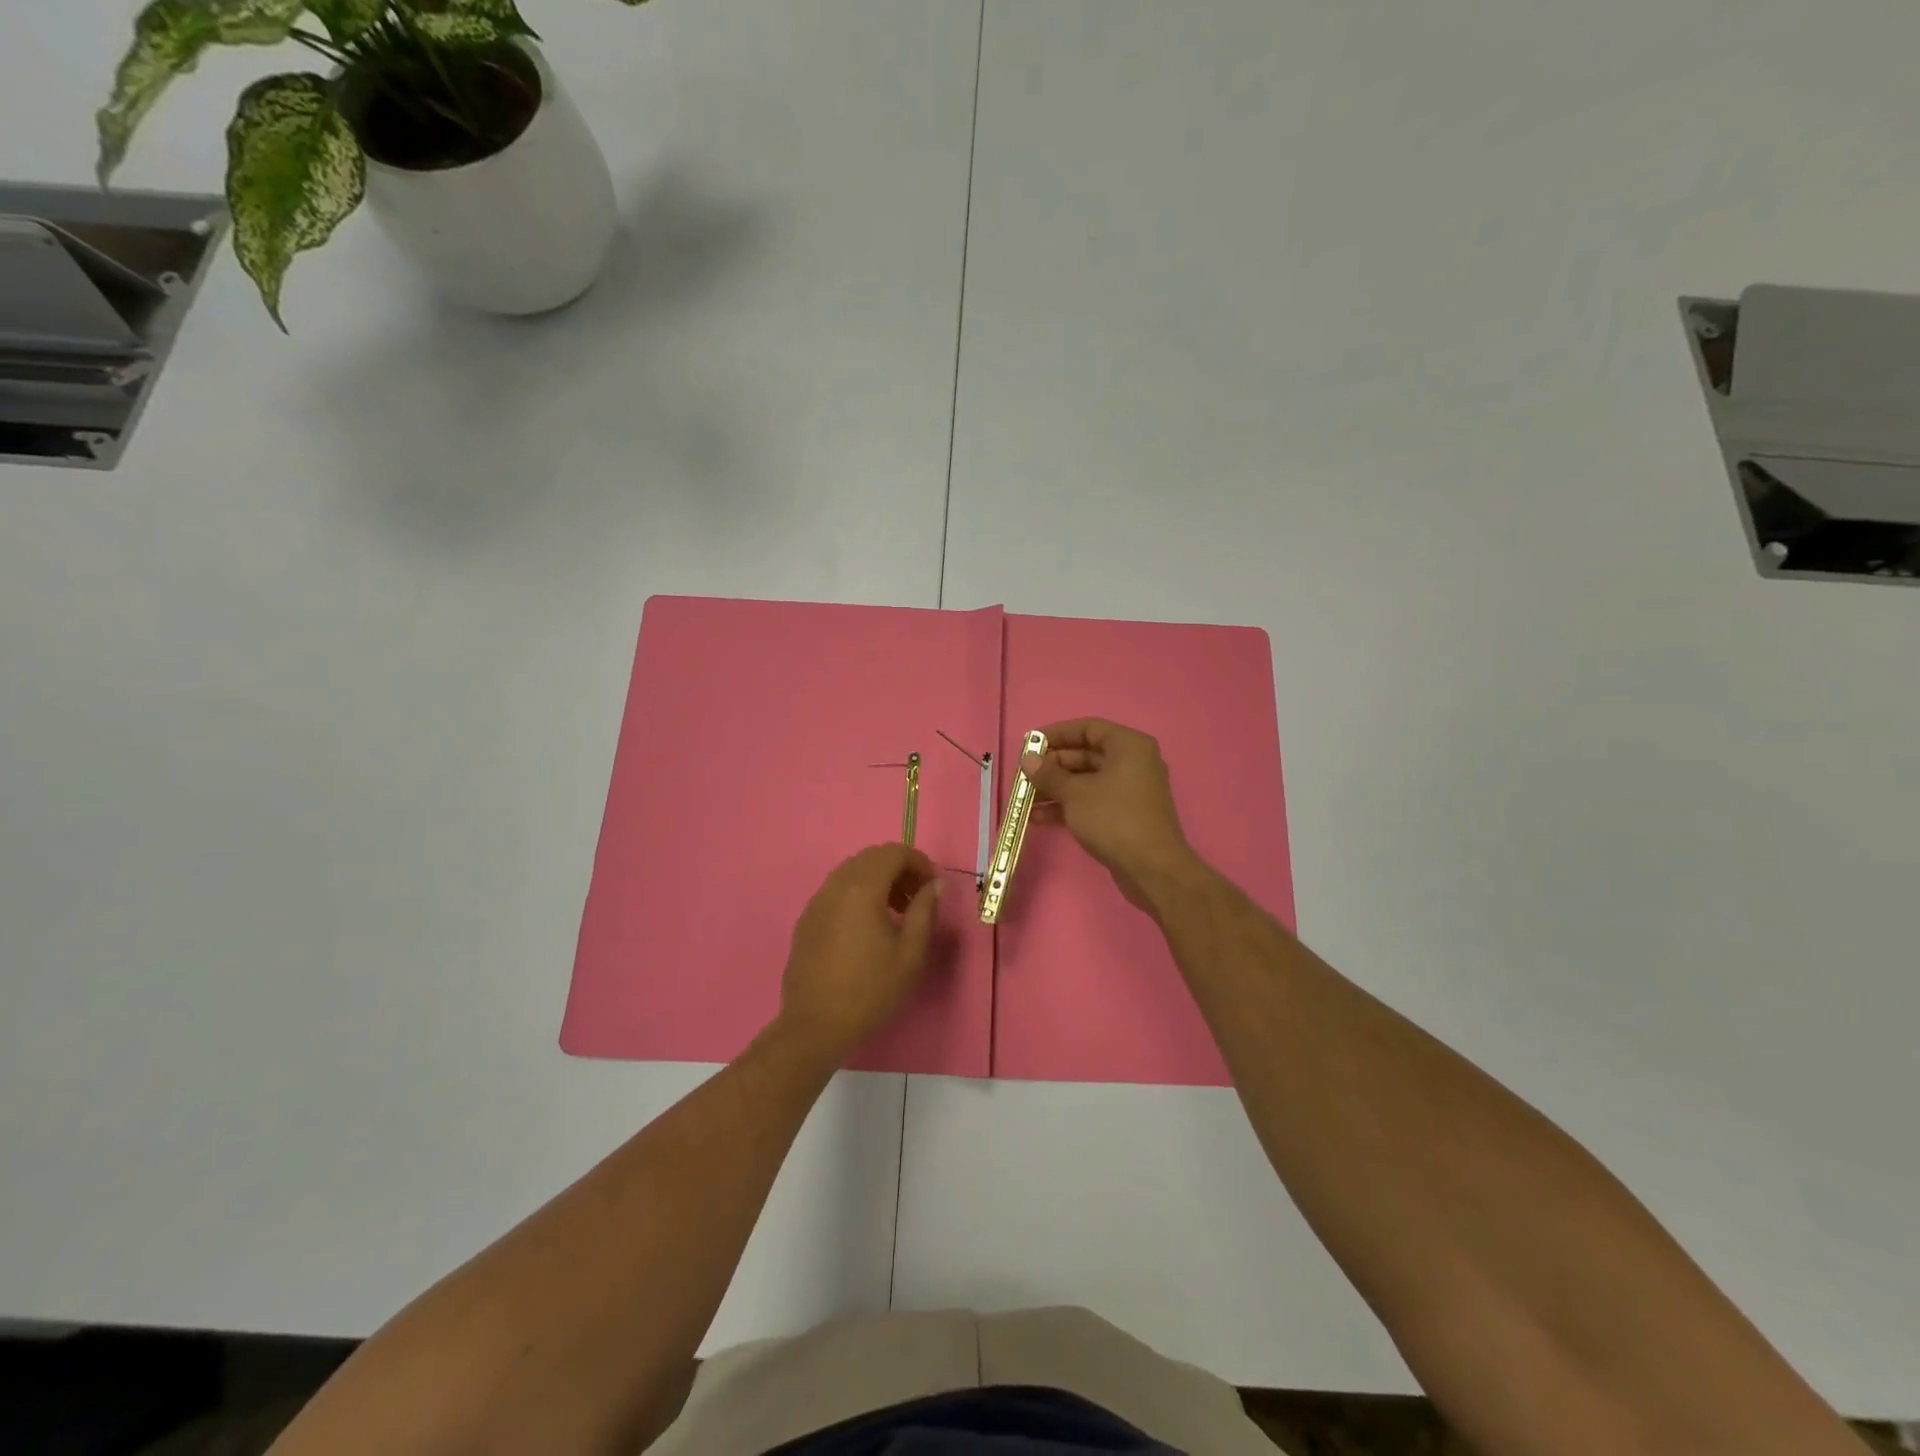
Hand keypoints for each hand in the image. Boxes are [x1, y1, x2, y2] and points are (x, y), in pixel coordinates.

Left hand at [774, 843, 943, 1064]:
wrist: (815, 1025)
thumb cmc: (870, 990)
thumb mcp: (910, 953)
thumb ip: (925, 911)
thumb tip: (934, 884)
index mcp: (861, 888)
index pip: (893, 852)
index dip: (919, 862)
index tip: (934, 886)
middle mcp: (835, 885)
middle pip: (871, 858)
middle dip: (899, 869)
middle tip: (918, 898)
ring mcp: (817, 901)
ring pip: (852, 872)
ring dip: (878, 881)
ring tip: (897, 913)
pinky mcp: (807, 919)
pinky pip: (837, 891)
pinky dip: (858, 894)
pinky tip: (868, 927)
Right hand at [1022, 718, 1204, 913]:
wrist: (1151, 869)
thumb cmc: (1113, 818)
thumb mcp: (1075, 793)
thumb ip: (1049, 774)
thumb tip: (1028, 760)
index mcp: (1128, 746)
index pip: (1087, 728)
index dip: (1056, 734)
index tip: (1029, 744)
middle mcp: (1132, 762)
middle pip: (1085, 755)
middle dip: (1052, 767)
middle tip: (1024, 776)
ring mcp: (1129, 791)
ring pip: (1085, 781)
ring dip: (1055, 790)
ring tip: (1024, 801)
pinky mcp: (1124, 815)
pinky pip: (1091, 802)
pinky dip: (1067, 807)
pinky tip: (1038, 819)